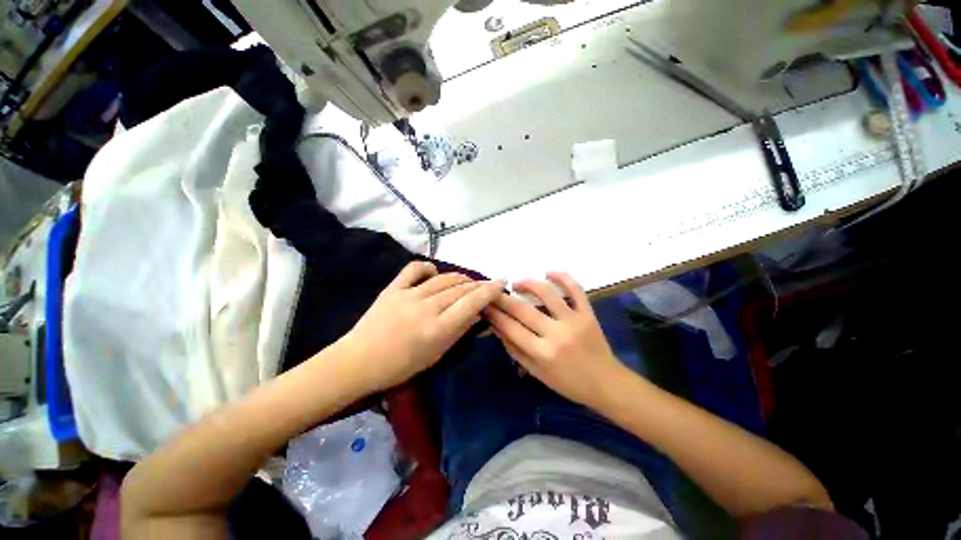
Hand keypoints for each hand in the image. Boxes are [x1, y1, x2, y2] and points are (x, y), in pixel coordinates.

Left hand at [340, 261, 503, 392]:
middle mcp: (426, 308)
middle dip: (477, 285)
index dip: (489, 291)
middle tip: (485, 286)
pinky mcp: (393, 288)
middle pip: (460, 289)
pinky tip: (435, 272)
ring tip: (467, 282)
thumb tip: (477, 313)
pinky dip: (429, 268)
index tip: (501, 283)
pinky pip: (415, 269)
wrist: (359, 362)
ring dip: (460, 278)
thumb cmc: (401, 366)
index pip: (471, 303)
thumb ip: (459, 331)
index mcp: (438, 329)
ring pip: (443, 279)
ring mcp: (408, 295)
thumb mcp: (437, 354)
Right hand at [487, 272, 627, 406]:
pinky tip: (548, 271)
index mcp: (542, 353)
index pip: (510, 328)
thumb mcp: (536, 372)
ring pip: (547, 293)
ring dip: (528, 283)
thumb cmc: (568, 382)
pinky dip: (563, 277)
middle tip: (493, 292)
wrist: (606, 383)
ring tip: (516, 283)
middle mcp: (556, 334)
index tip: (484, 305)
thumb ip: (515, 350)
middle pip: (523, 309)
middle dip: (503, 298)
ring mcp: (574, 320)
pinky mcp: (588, 313)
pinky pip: (576, 289)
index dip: (494, 314)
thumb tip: (497, 327)